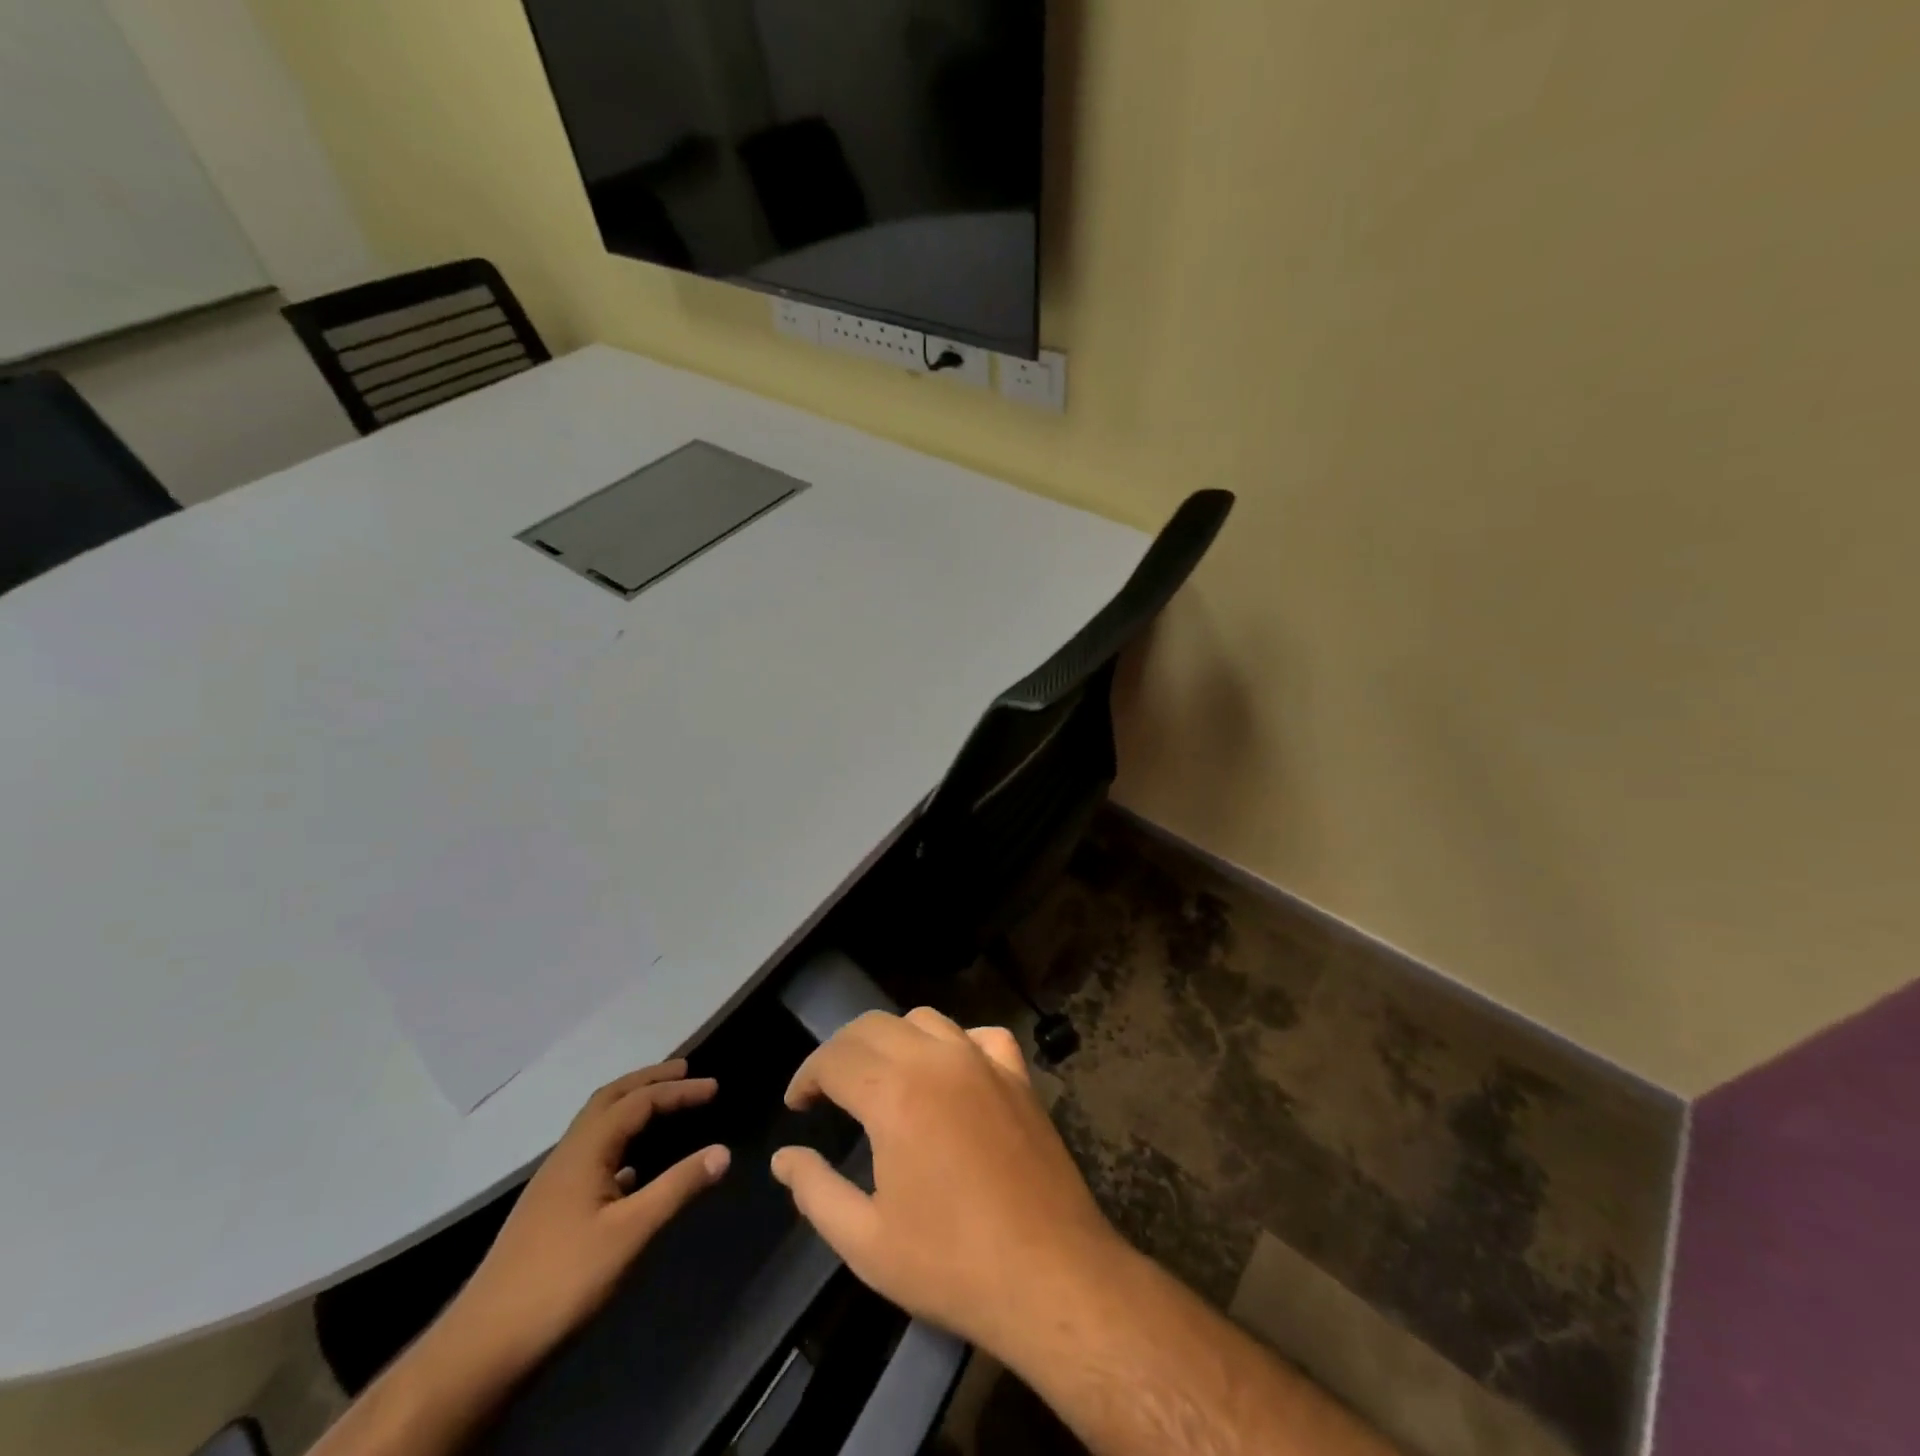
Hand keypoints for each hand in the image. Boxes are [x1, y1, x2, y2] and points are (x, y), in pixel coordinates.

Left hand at [434, 1061, 730, 1382]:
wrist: (482, 1349)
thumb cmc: (562, 1281)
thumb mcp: (630, 1233)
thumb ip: (678, 1188)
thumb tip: (723, 1151)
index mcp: (585, 1151)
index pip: (638, 1102)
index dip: (678, 1090)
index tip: (714, 1087)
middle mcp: (567, 1156)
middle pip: (609, 1099)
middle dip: (648, 1080)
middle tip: (684, 1071)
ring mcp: (553, 1184)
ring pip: (597, 1127)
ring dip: (631, 1108)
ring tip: (663, 1108)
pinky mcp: (549, 1211)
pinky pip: (591, 1156)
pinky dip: (619, 1144)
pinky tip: (632, 1171)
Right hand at [770, 1009, 1122, 1360]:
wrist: (1050, 1274)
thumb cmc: (951, 1263)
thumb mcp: (866, 1242)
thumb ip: (815, 1191)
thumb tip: (784, 1158)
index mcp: (895, 1093)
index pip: (834, 1057)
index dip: (806, 1075)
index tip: (797, 1105)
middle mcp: (937, 1059)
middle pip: (874, 1025)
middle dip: (841, 1051)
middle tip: (828, 1091)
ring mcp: (983, 1061)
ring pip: (924, 1019)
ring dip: (891, 1039)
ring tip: (880, 1079)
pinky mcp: (1018, 1075)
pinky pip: (979, 1035)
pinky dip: (954, 1042)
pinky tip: (949, 1072)